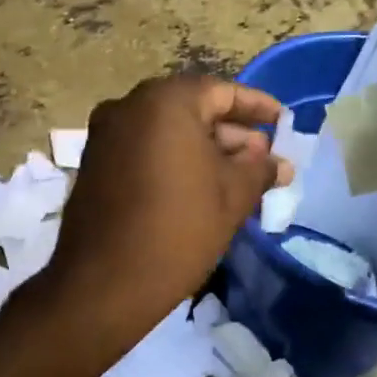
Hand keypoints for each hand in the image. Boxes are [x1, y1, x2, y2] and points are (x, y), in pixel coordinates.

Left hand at [39, 74, 292, 343]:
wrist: (104, 284)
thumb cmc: (178, 229)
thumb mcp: (232, 197)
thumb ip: (259, 169)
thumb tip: (279, 163)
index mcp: (164, 102)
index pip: (221, 92)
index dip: (256, 107)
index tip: (282, 122)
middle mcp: (128, 107)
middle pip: (191, 109)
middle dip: (231, 133)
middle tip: (263, 158)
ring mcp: (105, 135)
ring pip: (166, 132)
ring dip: (204, 149)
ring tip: (240, 178)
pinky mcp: (94, 164)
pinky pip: (144, 149)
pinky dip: (174, 160)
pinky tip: (201, 187)